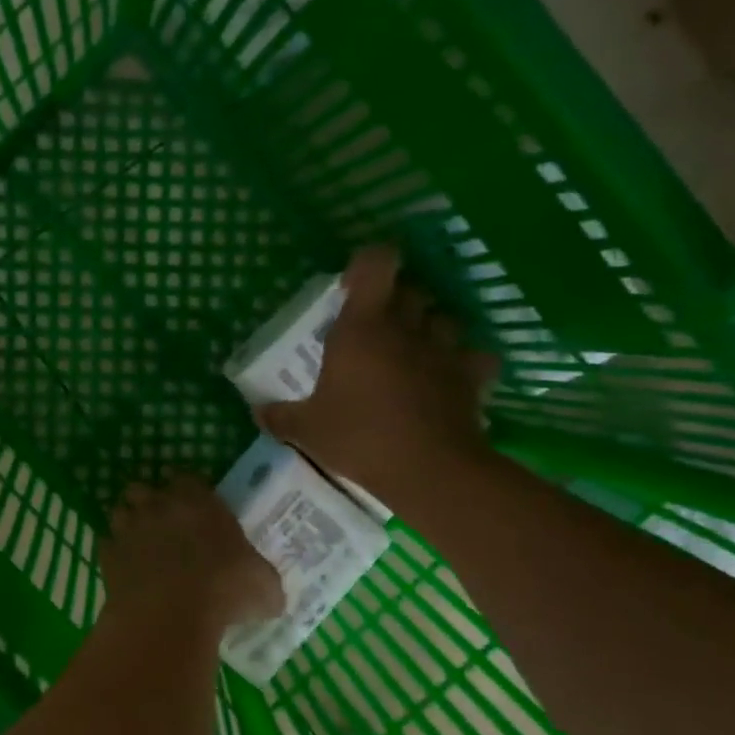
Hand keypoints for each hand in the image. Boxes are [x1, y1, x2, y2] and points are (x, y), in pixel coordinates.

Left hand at [99, 475, 283, 639]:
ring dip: (128, 525)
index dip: (187, 491)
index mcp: (198, 502)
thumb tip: (270, 595)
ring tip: (140, 545)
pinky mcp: (108, 554)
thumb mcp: (264, 587)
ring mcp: (129, 528)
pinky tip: (127, 571)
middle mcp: (159, 506)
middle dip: (148, 502)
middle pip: (143, 489)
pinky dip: (115, 555)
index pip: (187, 479)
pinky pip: (108, 546)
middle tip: (161, 525)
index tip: (193, 507)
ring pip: (120, 513)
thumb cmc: (225, 588)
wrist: (171, 612)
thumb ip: (263, 581)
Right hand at [257, 246, 499, 506]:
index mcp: (362, 327)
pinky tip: (451, 378)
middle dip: (397, 299)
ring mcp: (444, 350)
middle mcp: (406, 327)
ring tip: (414, 350)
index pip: (376, 263)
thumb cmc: (361, 438)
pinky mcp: (473, 377)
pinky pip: (476, 356)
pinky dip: (466, 362)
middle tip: (378, 325)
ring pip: (445, 317)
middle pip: (412, 288)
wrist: (430, 471)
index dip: (366, 264)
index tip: (351, 287)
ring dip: (430, 326)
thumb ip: (280, 416)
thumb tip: (258, 411)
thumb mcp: (306, 430)